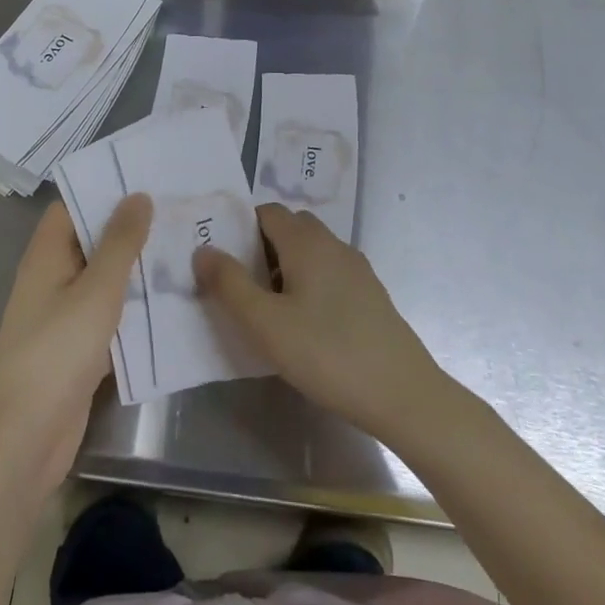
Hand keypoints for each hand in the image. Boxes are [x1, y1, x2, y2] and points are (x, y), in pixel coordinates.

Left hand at [0, 196, 149, 499]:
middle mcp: (50, 277)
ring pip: (102, 277)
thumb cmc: (57, 353)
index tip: (146, 179)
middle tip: (177, 211)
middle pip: (90, 240)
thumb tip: (138, 195)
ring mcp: (61, 314)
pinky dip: (132, 304)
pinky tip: (169, 299)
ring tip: (183, 247)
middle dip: (129, 227)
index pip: (73, 205)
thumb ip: (120, 242)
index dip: (104, 190)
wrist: (25, 439)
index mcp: (46, 255)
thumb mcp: (97, 290)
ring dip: (135, 267)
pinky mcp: (75, 347)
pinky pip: (106, 313)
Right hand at [195, 204, 446, 441]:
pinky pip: (330, 272)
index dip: (241, 228)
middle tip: (242, 284)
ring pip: (312, 251)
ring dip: (286, 266)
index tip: (223, 259)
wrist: (402, 393)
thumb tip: (203, 249)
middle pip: (291, 227)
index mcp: (306, 242)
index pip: (267, 212)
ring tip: (269, 308)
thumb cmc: (326, 353)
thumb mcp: (265, 324)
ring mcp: (356, 268)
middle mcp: (333, 244)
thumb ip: (229, 284)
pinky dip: (310, 283)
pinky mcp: (370, 294)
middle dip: (262, 246)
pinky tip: (305, 324)